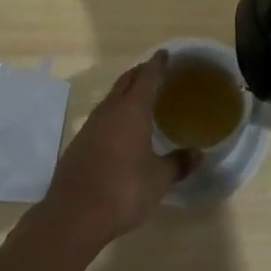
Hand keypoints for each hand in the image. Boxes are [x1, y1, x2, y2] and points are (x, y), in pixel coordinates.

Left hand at [42, 54, 193, 249]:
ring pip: (111, 98)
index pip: (147, 77)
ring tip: (138, 98)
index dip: (157, 64)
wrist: (72, 217)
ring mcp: (90, 126)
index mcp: (132, 110)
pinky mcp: (78, 144)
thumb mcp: (158, 179)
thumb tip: (198, 154)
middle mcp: (110, 110)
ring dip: (125, 93)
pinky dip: (114, 113)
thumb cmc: (122, 190)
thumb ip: (178, 163)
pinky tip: (119, 129)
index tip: (164, 53)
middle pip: (126, 81)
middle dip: (140, 73)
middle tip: (154, 71)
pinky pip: (101, 117)